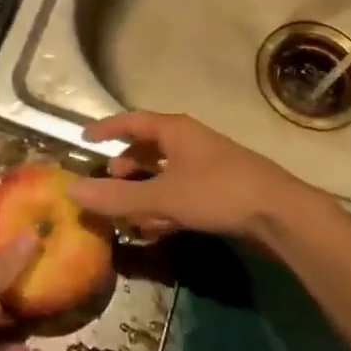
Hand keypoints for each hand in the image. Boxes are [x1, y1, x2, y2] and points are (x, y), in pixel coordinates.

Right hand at [65, 112, 312, 243]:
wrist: (279, 212)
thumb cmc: (217, 192)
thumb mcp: (162, 197)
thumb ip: (117, 197)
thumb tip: (71, 190)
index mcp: (174, 130)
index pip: (132, 121)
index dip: (107, 129)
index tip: (85, 138)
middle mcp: (189, 141)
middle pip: (150, 146)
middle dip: (127, 163)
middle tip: (108, 179)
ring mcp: (207, 165)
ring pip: (166, 172)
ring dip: (145, 189)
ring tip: (127, 212)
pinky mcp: (220, 190)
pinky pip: (181, 192)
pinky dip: (164, 205)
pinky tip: (156, 229)